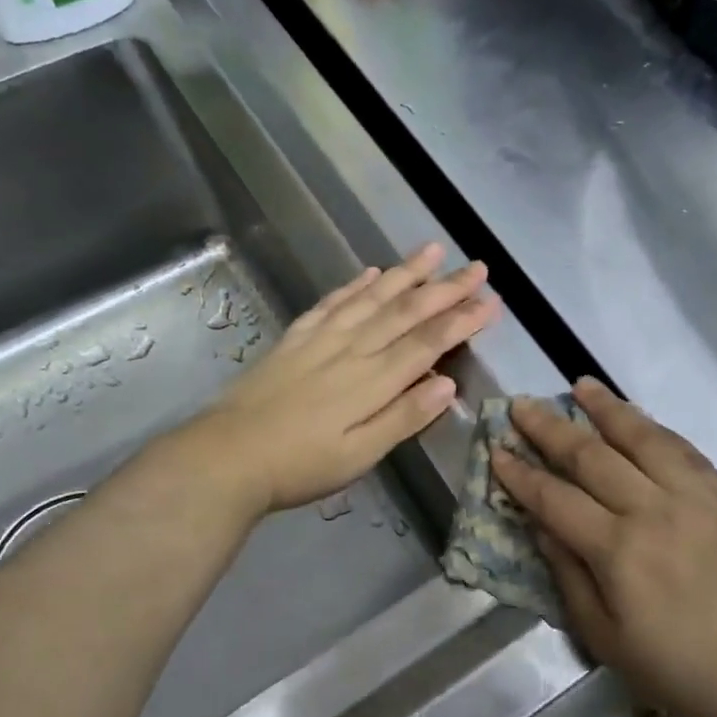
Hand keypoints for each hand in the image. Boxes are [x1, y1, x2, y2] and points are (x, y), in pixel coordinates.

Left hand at [188, 244, 498, 514]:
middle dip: (445, 288)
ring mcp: (321, 339)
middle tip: (477, 266)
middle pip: (406, 311)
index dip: (462, 320)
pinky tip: (371, 272)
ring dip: (405, 273)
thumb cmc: (300, 466)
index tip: (491, 301)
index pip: (428, 342)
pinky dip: (354, 285)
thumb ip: (404, 417)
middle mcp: (352, 349)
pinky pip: (332, 303)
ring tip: (432, 251)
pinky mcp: (295, 338)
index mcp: (373, 381)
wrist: (226, 457)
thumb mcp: (359, 455)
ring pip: (372, 297)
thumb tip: (448, 383)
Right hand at [491, 378, 716, 716]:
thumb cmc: (682, 670)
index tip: (496, 448)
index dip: (521, 474)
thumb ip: (570, 578)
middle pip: (592, 456)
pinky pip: (684, 450)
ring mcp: (693, 497)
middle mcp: (652, 510)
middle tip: (523, 405)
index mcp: (618, 550)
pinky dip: (656, 429)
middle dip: (550, 428)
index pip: (555, 499)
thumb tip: (542, 527)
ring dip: (607, 409)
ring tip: (581, 385)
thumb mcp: (608, 640)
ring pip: (642, 438)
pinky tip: (641, 419)